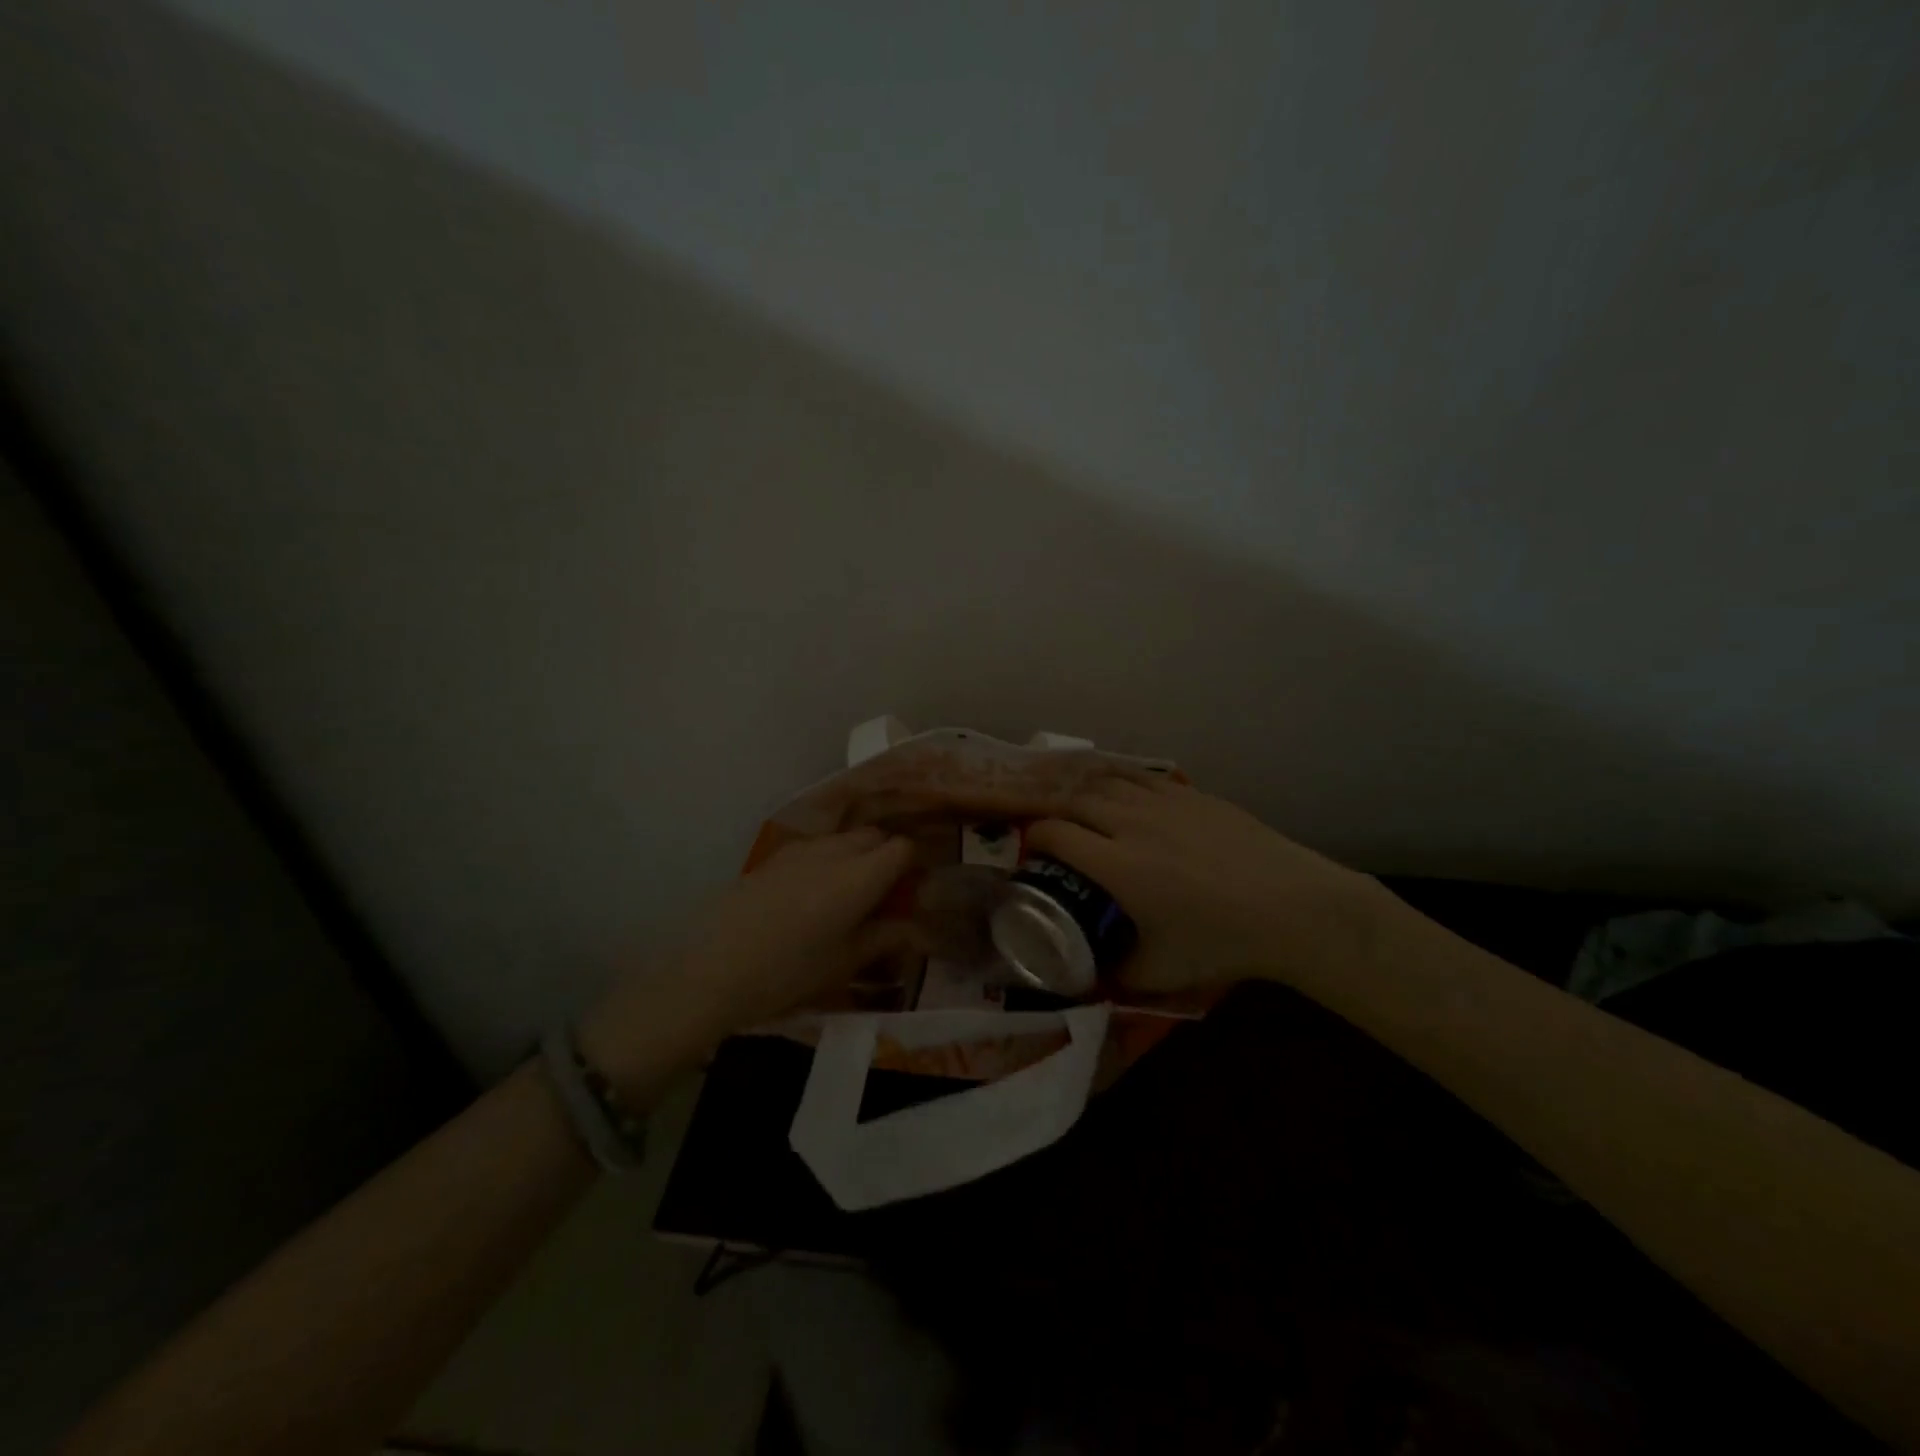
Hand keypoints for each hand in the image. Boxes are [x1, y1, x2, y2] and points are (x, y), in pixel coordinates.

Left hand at [578, 828, 916, 1096]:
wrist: (711, 969)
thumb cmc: (788, 972)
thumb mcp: (844, 962)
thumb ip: (885, 938)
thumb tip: (917, 929)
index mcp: (860, 875)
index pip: (902, 848)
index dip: (912, 866)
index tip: (912, 892)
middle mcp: (834, 851)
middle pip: (874, 836)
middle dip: (886, 857)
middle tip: (884, 896)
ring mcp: (801, 850)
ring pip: (844, 839)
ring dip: (857, 856)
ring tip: (849, 896)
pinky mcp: (774, 857)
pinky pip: (816, 847)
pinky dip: (829, 860)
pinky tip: (813, 896)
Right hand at [1024, 778, 1396, 995]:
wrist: (1292, 906)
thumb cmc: (1222, 942)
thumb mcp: (1159, 972)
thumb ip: (1116, 972)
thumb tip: (1091, 973)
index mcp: (1115, 864)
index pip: (1053, 834)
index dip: (1033, 839)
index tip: (1032, 853)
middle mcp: (1130, 822)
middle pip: (1072, 799)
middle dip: (1049, 809)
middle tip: (1045, 826)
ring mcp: (1162, 801)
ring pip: (1104, 779)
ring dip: (1078, 787)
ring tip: (1069, 798)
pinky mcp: (1190, 793)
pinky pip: (1138, 775)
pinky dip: (1115, 778)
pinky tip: (1115, 786)